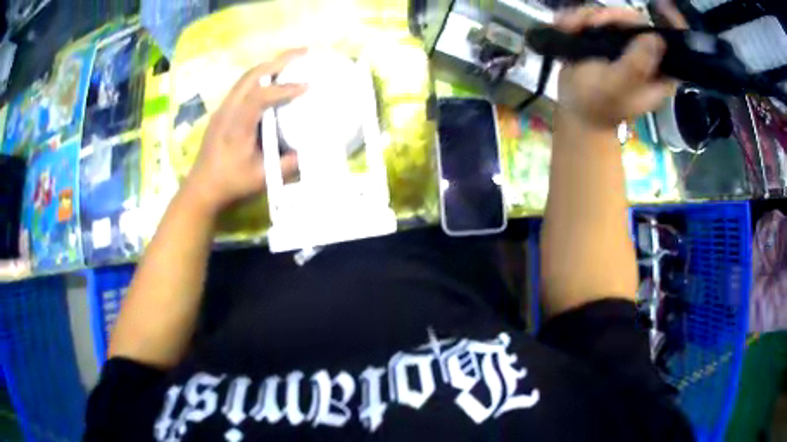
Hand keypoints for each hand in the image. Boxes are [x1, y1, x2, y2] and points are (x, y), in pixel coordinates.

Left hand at [182, 48, 307, 213]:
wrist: (201, 188)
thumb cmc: (230, 183)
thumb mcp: (261, 178)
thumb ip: (287, 164)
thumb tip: (309, 150)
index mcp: (236, 126)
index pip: (259, 96)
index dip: (283, 88)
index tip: (307, 86)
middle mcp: (228, 111)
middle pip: (251, 75)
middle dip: (279, 61)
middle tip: (304, 53)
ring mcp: (223, 109)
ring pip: (246, 77)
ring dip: (270, 65)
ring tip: (292, 61)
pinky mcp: (223, 111)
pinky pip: (243, 85)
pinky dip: (261, 76)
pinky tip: (273, 79)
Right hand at [555, 2, 687, 129]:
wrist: (576, 110)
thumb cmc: (597, 105)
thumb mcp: (617, 88)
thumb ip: (636, 66)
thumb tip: (655, 38)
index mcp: (659, 73)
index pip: (677, 48)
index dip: (674, 25)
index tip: (664, 6)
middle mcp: (646, 54)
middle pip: (637, 21)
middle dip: (613, 17)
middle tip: (593, 23)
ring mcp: (626, 44)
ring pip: (614, 15)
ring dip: (589, 17)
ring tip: (572, 27)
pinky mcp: (607, 37)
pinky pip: (595, 16)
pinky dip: (579, 18)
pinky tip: (568, 26)